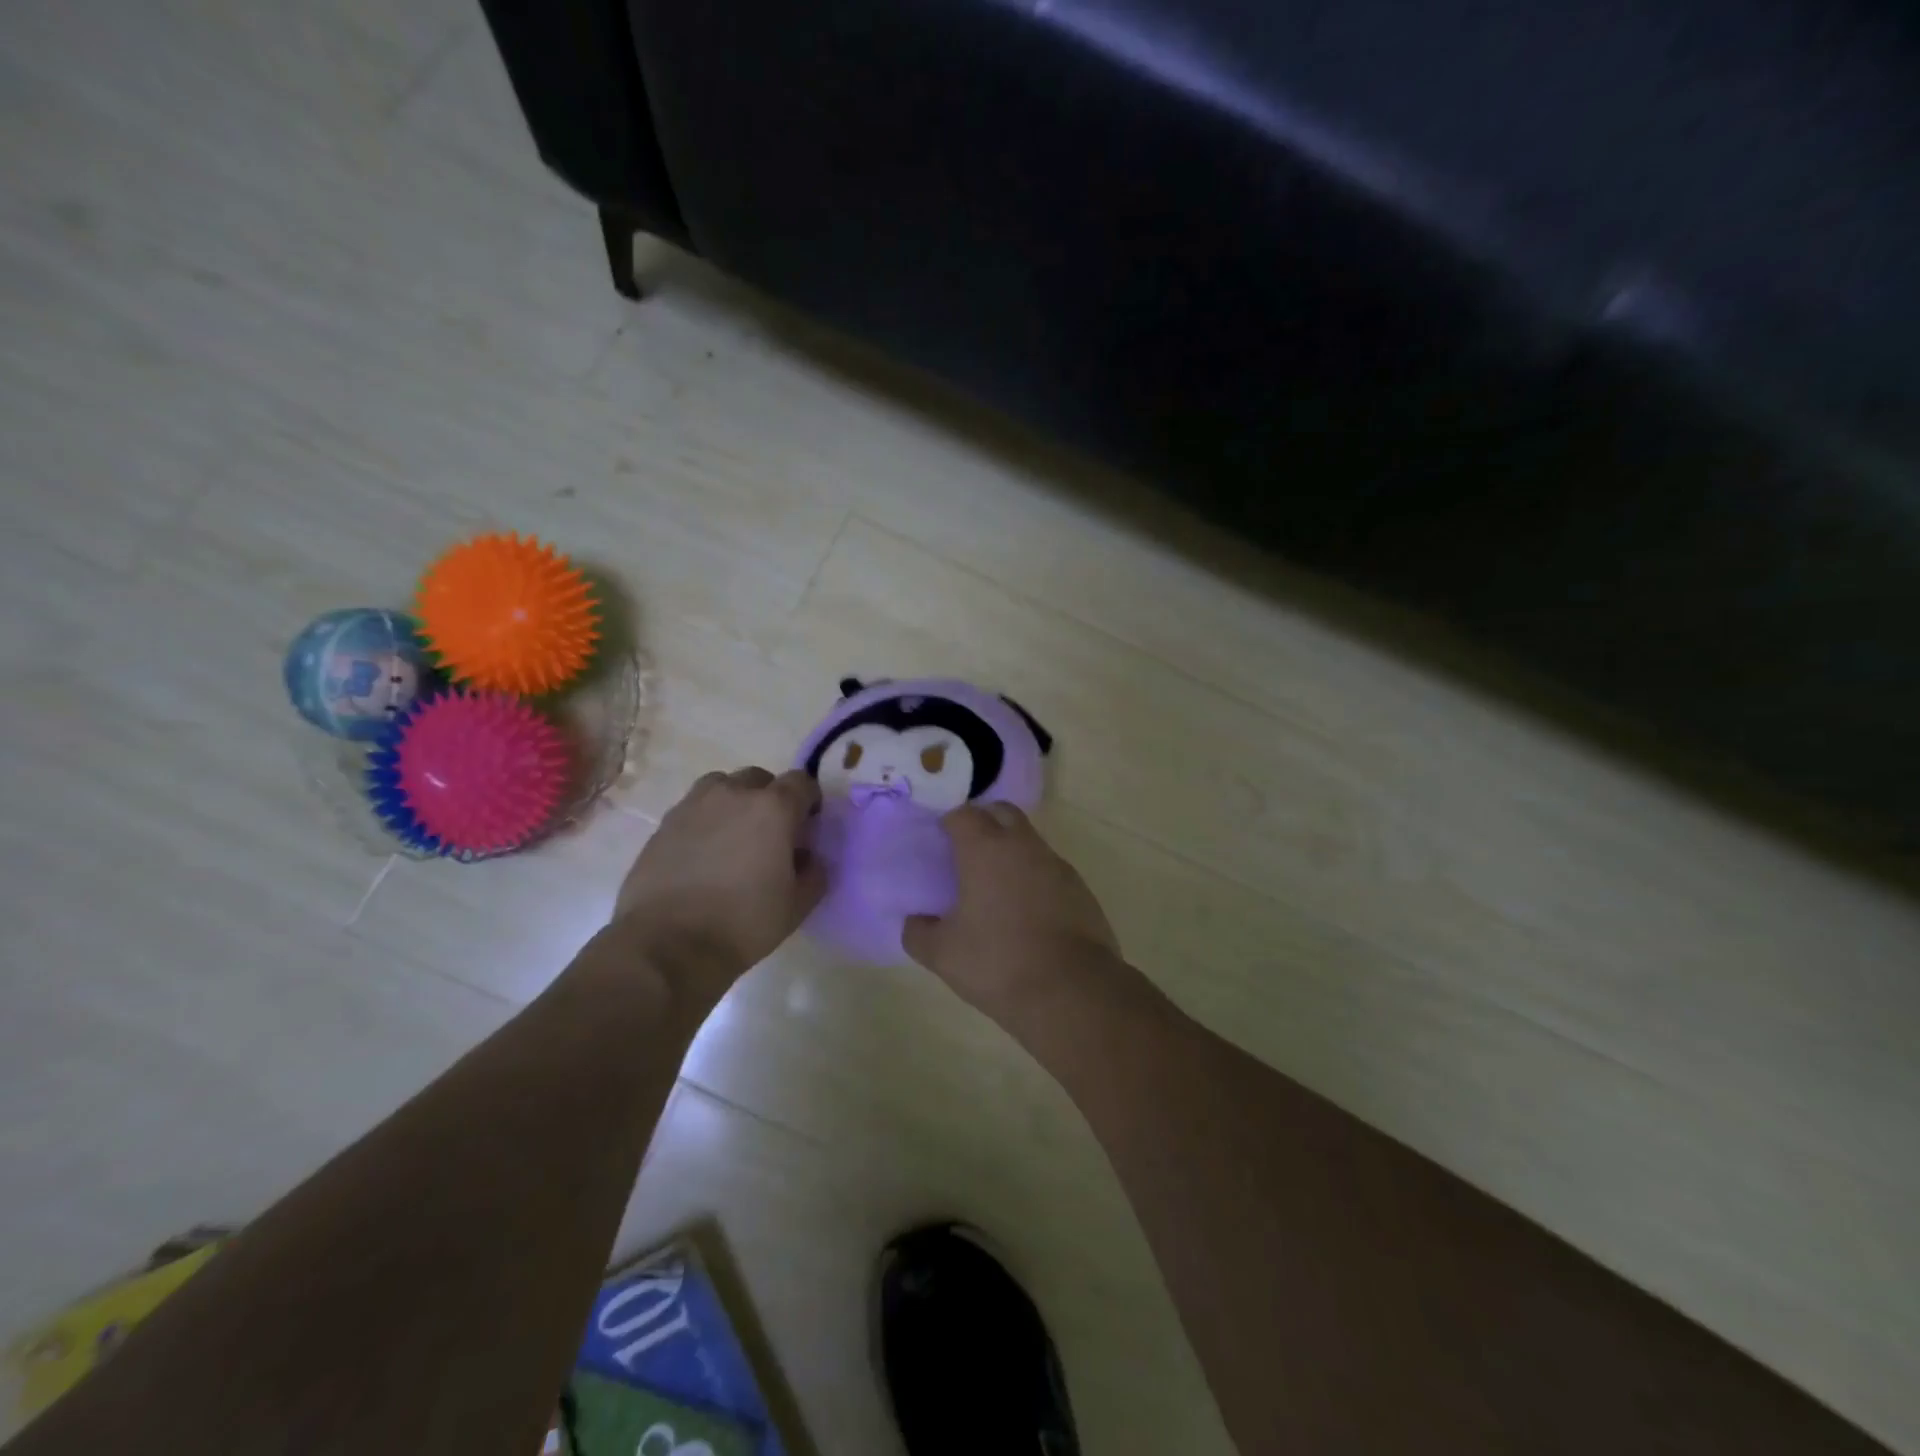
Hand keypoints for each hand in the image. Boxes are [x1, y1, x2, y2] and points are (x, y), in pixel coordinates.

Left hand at [611, 768, 825, 994]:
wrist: (667, 944)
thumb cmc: (743, 923)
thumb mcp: (797, 905)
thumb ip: (814, 872)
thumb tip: (807, 856)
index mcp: (773, 808)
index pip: (801, 782)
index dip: (809, 801)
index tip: (807, 826)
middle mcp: (733, 794)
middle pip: (759, 779)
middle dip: (771, 799)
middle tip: (770, 835)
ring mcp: (693, 805)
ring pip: (722, 787)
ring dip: (734, 802)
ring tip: (733, 838)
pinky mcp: (664, 824)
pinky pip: (694, 809)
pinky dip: (705, 821)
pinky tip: (703, 855)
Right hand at [903, 804, 1120, 1025]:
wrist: (1072, 991)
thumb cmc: (998, 963)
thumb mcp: (942, 954)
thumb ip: (918, 932)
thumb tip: (915, 921)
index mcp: (986, 849)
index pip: (964, 814)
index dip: (949, 822)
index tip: (938, 842)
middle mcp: (1024, 846)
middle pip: (1002, 813)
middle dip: (984, 822)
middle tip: (966, 854)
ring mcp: (1057, 865)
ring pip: (1029, 841)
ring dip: (1011, 852)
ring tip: (995, 888)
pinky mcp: (1081, 889)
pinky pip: (1050, 870)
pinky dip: (1034, 879)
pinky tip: (1025, 913)